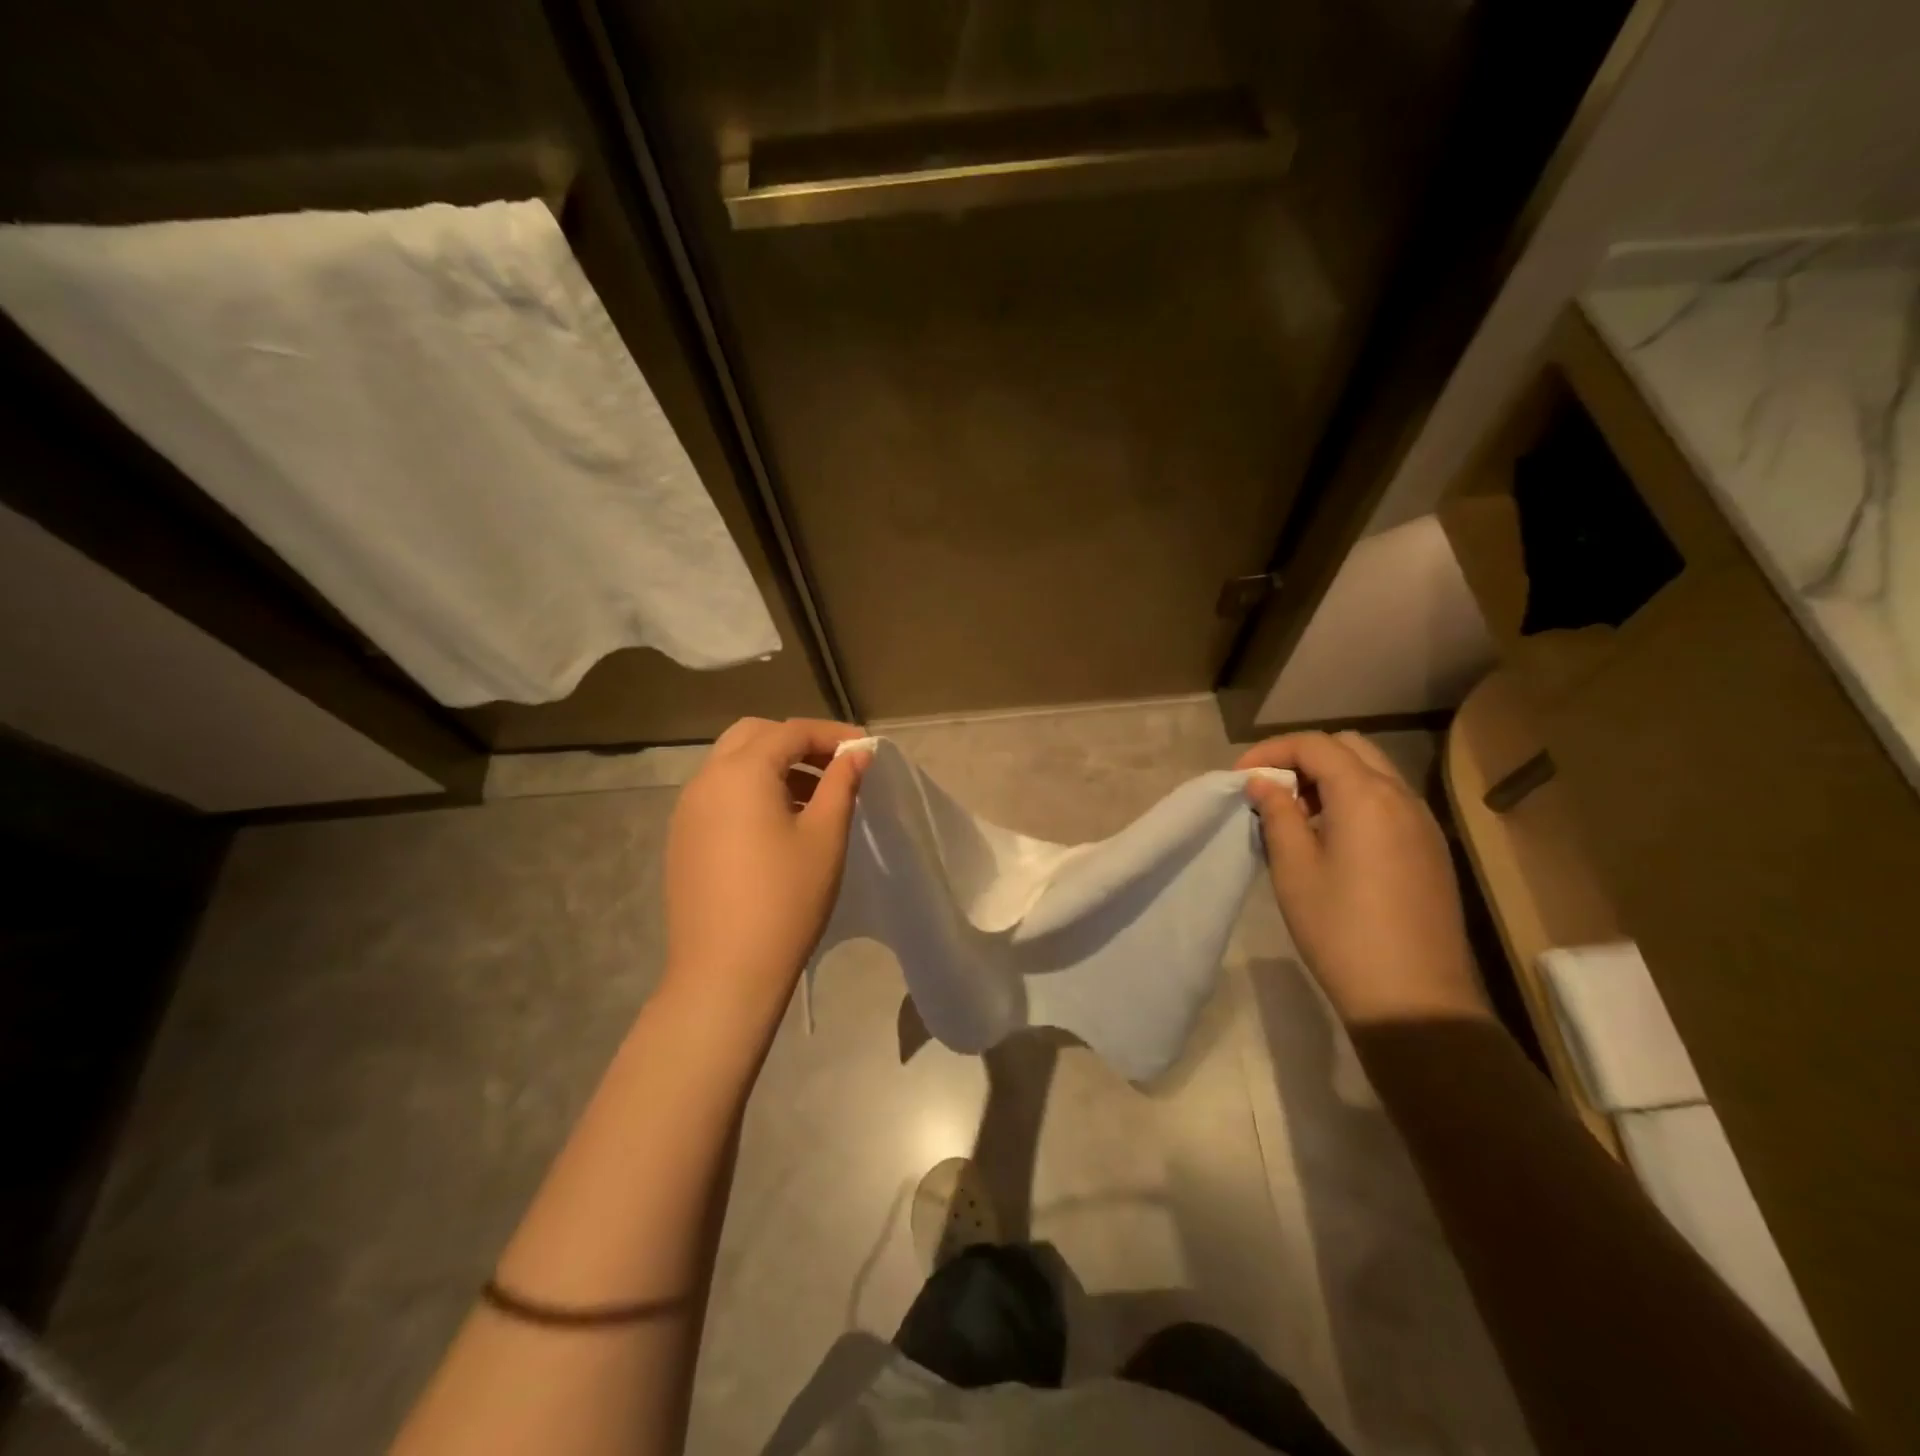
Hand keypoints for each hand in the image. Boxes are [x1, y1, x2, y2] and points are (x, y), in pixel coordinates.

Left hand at [663, 718, 869, 1023]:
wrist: (725, 972)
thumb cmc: (786, 899)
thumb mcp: (825, 837)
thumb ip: (841, 784)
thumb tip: (856, 754)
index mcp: (741, 772)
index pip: (791, 731)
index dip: (832, 734)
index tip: (865, 750)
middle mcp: (706, 780)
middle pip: (753, 736)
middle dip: (796, 742)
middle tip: (835, 767)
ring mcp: (687, 810)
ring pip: (732, 765)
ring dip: (773, 766)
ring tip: (813, 798)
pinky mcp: (682, 838)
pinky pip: (719, 794)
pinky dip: (751, 791)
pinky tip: (778, 824)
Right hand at [1237, 732, 1488, 1025]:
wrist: (1413, 997)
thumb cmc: (1340, 930)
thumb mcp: (1294, 869)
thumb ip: (1278, 814)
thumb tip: (1264, 784)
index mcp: (1365, 796)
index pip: (1314, 745)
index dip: (1271, 751)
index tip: (1240, 777)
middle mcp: (1401, 797)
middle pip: (1350, 748)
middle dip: (1304, 758)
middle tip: (1272, 791)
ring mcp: (1423, 823)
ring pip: (1374, 773)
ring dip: (1332, 779)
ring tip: (1298, 815)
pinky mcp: (1431, 849)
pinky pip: (1390, 801)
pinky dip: (1356, 800)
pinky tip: (1333, 839)